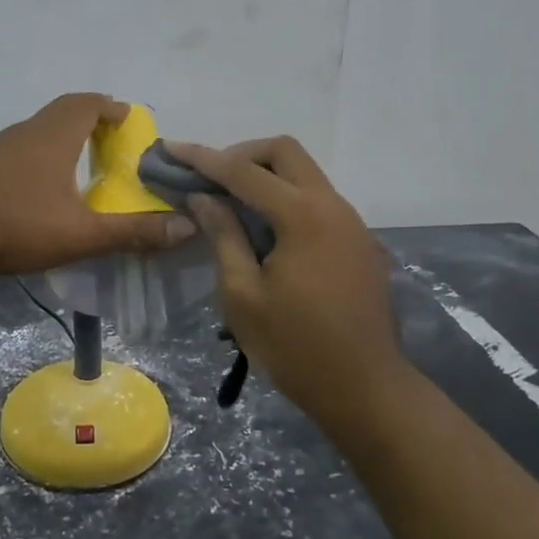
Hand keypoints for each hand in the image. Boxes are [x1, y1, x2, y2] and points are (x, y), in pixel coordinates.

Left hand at [0, 94, 196, 275]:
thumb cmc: (16, 222)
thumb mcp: (81, 233)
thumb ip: (133, 231)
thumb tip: (186, 226)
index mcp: (54, 135)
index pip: (88, 104)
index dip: (111, 108)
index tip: (128, 117)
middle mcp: (26, 131)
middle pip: (62, 112)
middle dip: (89, 119)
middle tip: (109, 139)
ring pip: (37, 130)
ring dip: (61, 137)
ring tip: (79, 163)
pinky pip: (18, 149)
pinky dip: (38, 155)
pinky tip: (38, 187)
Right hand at [167, 137, 404, 431]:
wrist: (367, 389)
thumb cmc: (296, 347)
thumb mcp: (243, 295)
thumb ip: (224, 236)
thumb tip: (204, 197)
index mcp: (303, 215)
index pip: (244, 172)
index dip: (203, 158)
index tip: (171, 149)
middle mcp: (332, 205)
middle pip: (285, 152)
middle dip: (242, 155)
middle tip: (210, 179)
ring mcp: (352, 222)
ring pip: (305, 174)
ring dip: (267, 177)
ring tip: (231, 204)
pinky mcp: (359, 241)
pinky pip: (318, 201)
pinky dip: (287, 199)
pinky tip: (266, 232)